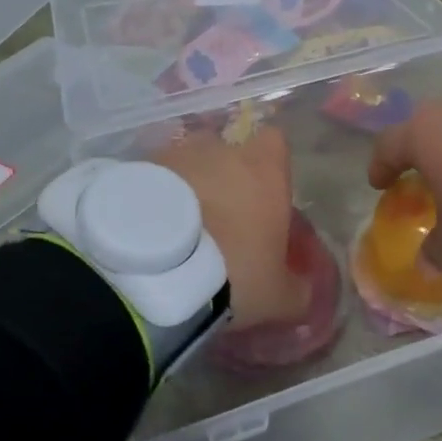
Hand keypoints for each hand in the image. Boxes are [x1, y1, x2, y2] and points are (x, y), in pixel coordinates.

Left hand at [149, 128, 306, 325]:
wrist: (155, 270)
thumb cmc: (233, 272)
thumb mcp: (278, 297)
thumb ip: (298, 288)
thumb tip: (305, 290)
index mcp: (264, 167)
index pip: (275, 143)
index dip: (271, 168)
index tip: (265, 198)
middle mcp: (221, 149)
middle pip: (228, 152)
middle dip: (224, 179)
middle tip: (219, 222)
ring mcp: (176, 153)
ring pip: (188, 163)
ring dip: (187, 188)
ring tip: (178, 230)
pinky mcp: (137, 168)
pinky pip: (154, 178)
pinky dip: (154, 197)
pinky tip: (148, 232)